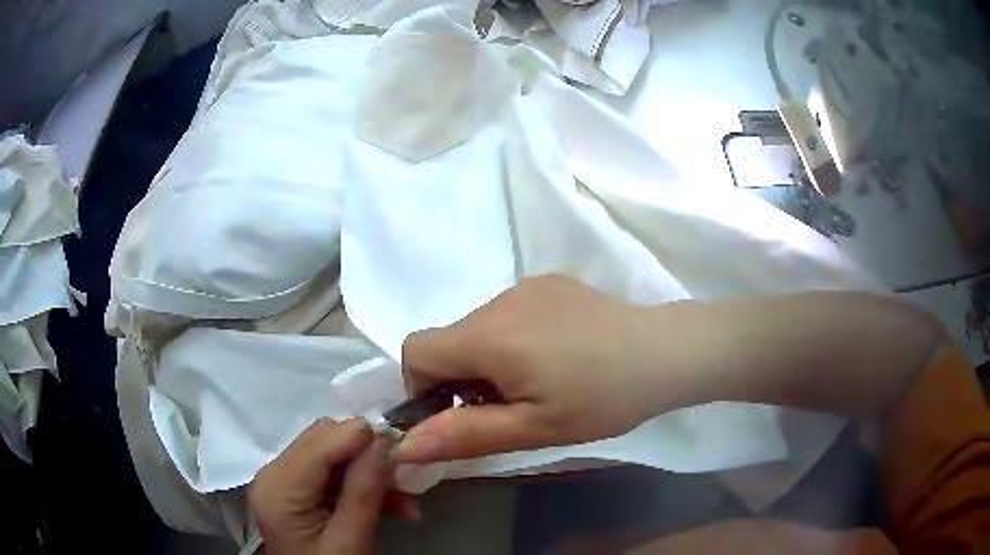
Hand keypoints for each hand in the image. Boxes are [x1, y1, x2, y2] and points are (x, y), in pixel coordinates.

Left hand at [250, 418, 418, 554]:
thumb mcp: (352, 539)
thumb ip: (364, 489)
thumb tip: (384, 438)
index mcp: (279, 488)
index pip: (321, 441)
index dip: (362, 437)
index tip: (403, 447)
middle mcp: (272, 474)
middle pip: (323, 439)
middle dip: (366, 454)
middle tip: (403, 479)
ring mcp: (279, 480)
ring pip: (329, 451)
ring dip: (367, 469)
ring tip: (402, 500)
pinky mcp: (291, 489)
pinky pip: (328, 470)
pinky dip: (357, 481)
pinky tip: (387, 504)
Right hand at [391, 275, 706, 463]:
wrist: (666, 353)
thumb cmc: (603, 399)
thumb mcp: (534, 429)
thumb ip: (463, 435)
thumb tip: (402, 445)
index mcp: (489, 336)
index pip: (416, 350)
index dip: (423, 387)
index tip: (461, 413)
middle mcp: (499, 300)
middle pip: (449, 341)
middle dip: (461, 379)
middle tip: (509, 408)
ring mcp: (526, 286)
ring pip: (479, 328)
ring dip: (489, 359)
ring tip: (539, 382)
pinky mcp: (548, 283)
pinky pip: (508, 314)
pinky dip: (512, 339)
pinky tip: (556, 356)